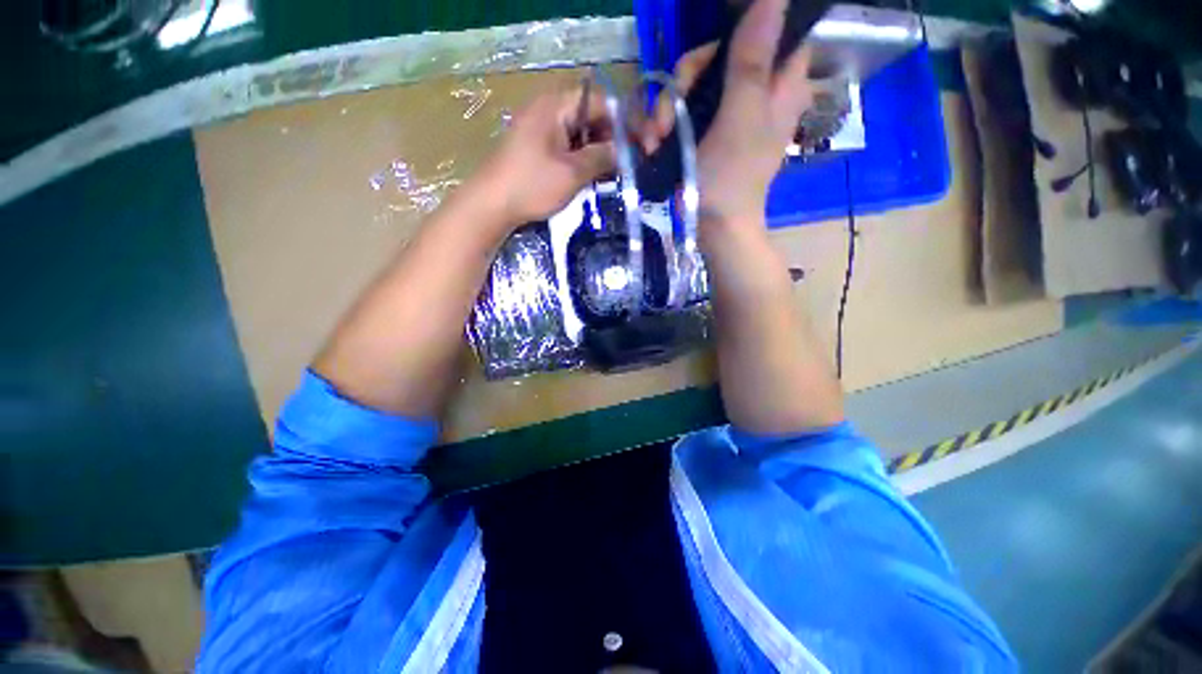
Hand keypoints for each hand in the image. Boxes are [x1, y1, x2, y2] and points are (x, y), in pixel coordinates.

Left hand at [471, 87, 615, 226]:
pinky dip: (579, 160)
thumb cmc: (532, 185)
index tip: (636, 148)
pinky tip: (586, 179)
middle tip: (620, 167)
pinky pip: (565, 147)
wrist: (491, 205)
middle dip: (609, 140)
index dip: (621, 124)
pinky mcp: (534, 148)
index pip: (600, 102)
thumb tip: (621, 150)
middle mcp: (547, 110)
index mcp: (555, 106)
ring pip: (578, 135)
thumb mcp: (572, 173)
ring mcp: (539, 129)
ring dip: (595, 154)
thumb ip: (601, 157)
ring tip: (605, 177)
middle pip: (589, 117)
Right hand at [654, 0, 812, 225]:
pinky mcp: (706, 134)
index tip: (706, 64)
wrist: (714, 229)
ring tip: (656, 141)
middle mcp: (756, 92)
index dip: (738, 33)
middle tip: (668, 118)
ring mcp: (728, 115)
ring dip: (667, 110)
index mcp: (781, 83)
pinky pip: (683, 112)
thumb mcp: (741, 117)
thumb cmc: (730, 179)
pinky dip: (666, 126)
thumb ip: (752, 60)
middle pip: (719, 56)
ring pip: (694, 85)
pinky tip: (655, 146)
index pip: (770, 32)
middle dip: (685, 83)